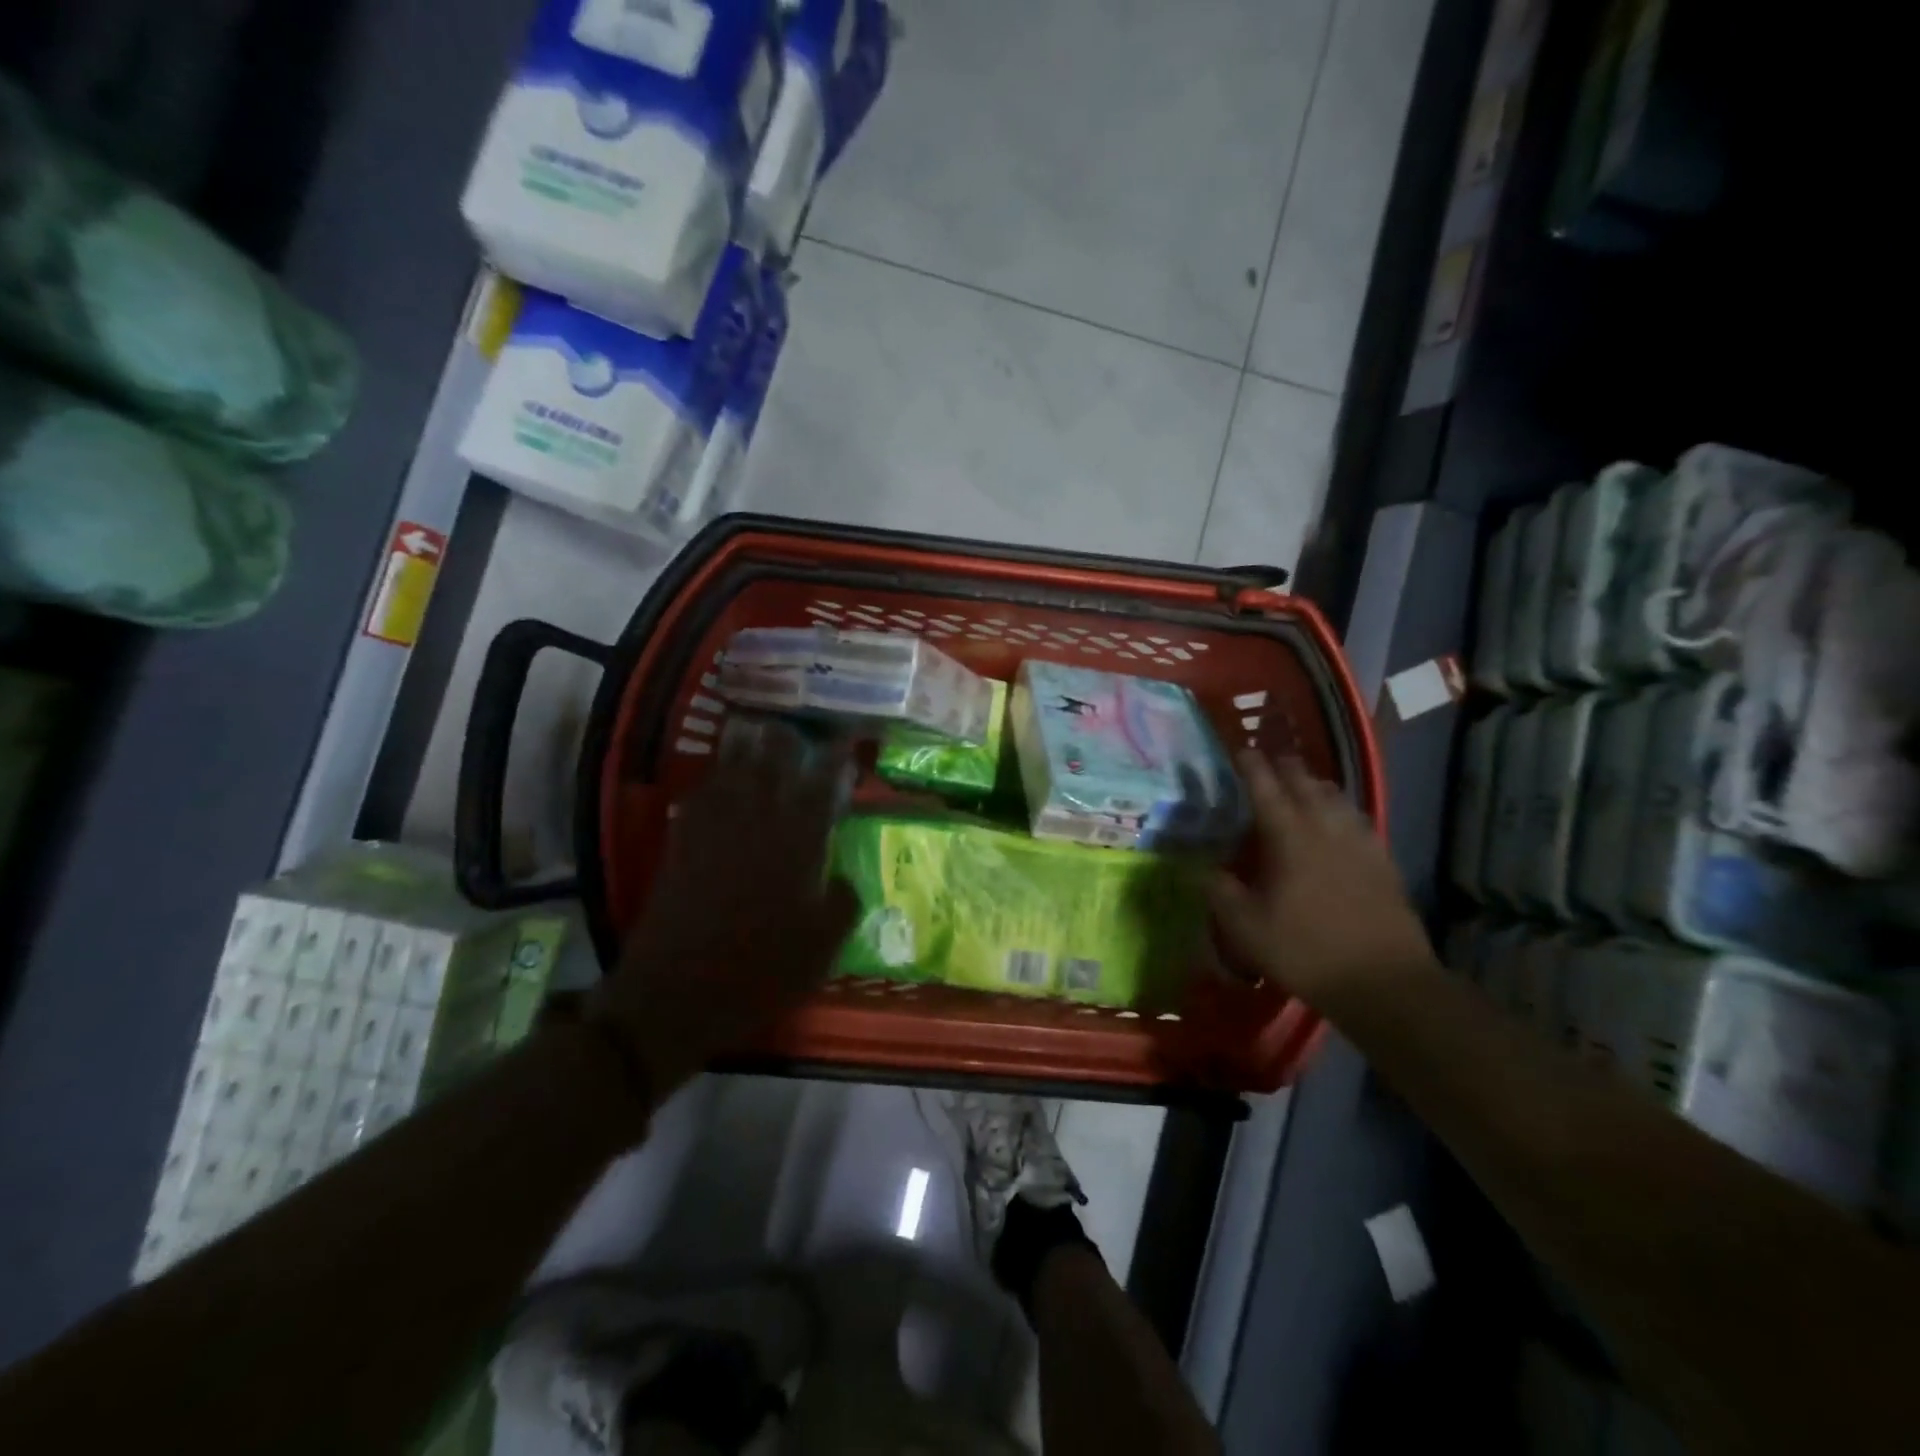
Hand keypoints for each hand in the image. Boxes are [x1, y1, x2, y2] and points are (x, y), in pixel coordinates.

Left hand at [589, 717, 858, 1094]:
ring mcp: (713, 834)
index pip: (819, 789)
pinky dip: (709, 782)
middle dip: (785, 740)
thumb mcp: (820, 948)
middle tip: (795, 725)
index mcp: (794, 847)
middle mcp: (755, 827)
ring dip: (744, 748)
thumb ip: (841, 905)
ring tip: (754, 728)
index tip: (845, 739)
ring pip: (731, 774)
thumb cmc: (760, 972)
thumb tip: (844, 878)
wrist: (677, 995)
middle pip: (770, 767)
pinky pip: (697, 800)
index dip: (833, 760)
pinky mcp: (682, 847)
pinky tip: (714, 777)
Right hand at [1207, 754, 1433, 1006]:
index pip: (1265, 786)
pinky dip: (1339, 809)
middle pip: (1304, 781)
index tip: (1239, 749)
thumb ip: (1220, 892)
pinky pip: (1357, 818)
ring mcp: (1359, 841)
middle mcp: (1325, 827)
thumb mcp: (1246, 927)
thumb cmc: (1306, 950)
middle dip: (1283, 766)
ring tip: (1301, 786)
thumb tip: (1201, 869)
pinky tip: (1337, 823)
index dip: (1250, 764)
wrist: (1383, 981)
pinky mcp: (1382, 859)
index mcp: (1289, 836)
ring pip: (1335, 796)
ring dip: (1314, 784)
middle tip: (1267, 762)